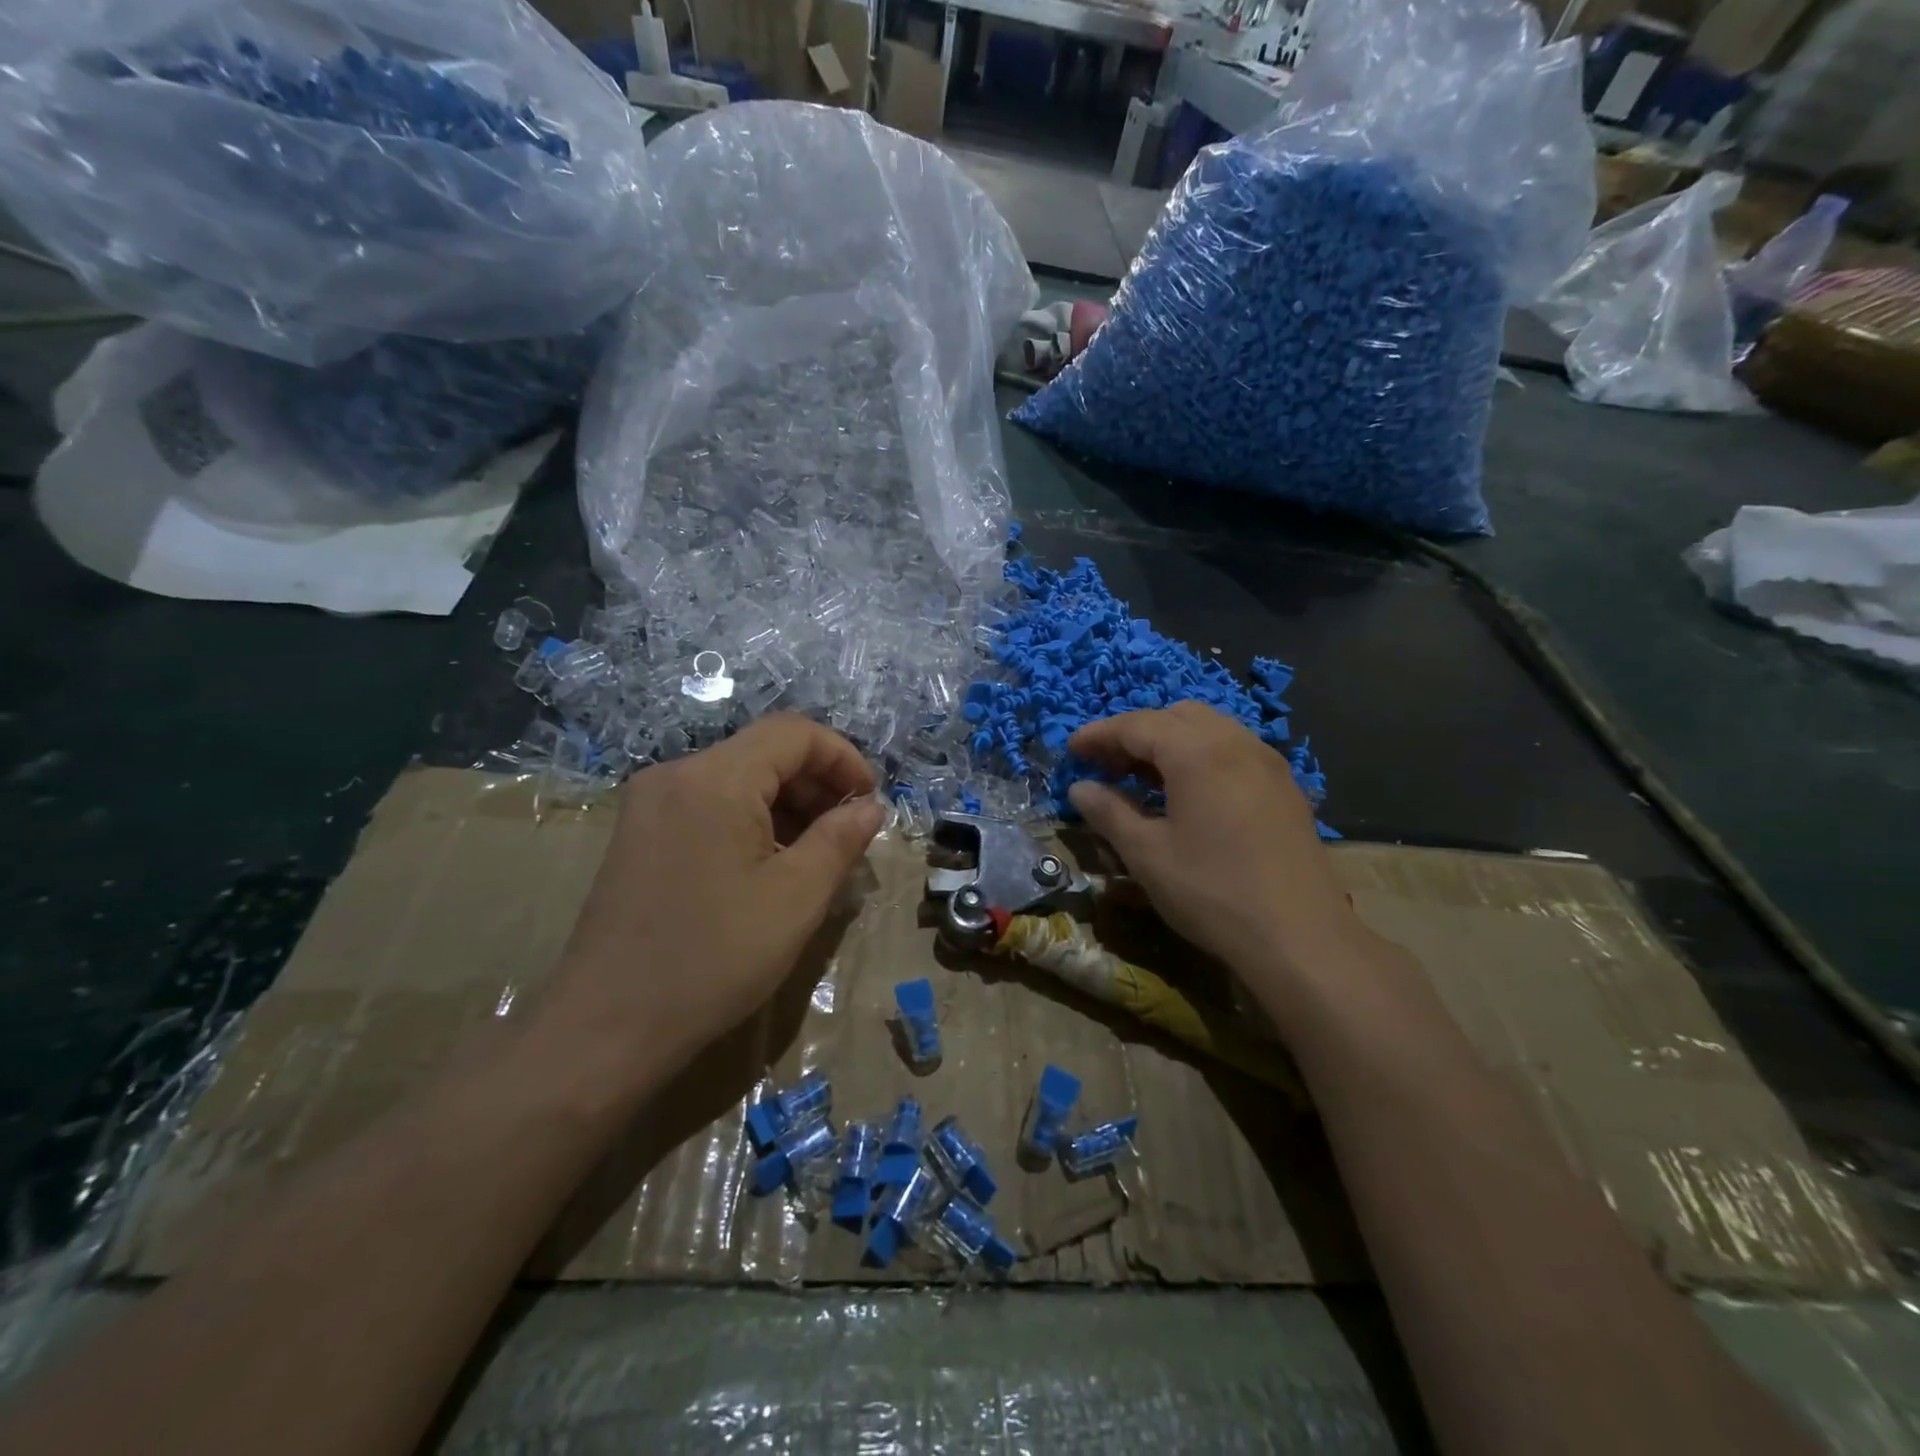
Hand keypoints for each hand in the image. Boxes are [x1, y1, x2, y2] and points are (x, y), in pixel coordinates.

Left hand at [539, 715, 883, 1082]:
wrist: (605, 1027)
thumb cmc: (713, 958)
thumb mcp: (796, 898)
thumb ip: (840, 839)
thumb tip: (871, 807)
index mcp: (715, 778)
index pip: (794, 733)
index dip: (844, 758)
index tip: (871, 803)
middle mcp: (676, 774)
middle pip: (764, 751)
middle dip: (817, 784)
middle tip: (849, 835)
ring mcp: (650, 803)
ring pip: (737, 778)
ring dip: (786, 804)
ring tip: (816, 855)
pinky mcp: (639, 833)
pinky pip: (710, 804)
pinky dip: (751, 820)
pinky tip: (769, 865)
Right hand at [1067, 703, 1363, 982]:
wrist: (1300, 937)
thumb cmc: (1212, 892)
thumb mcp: (1147, 854)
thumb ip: (1109, 812)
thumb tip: (1079, 788)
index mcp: (1197, 752)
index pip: (1137, 725)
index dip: (1100, 734)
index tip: (1072, 751)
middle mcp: (1236, 743)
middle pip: (1176, 716)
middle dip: (1137, 733)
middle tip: (1108, 766)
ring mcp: (1267, 763)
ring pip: (1210, 729)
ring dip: (1171, 742)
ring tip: (1145, 779)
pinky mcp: (1285, 787)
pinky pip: (1234, 751)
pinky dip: (1202, 756)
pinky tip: (1190, 795)